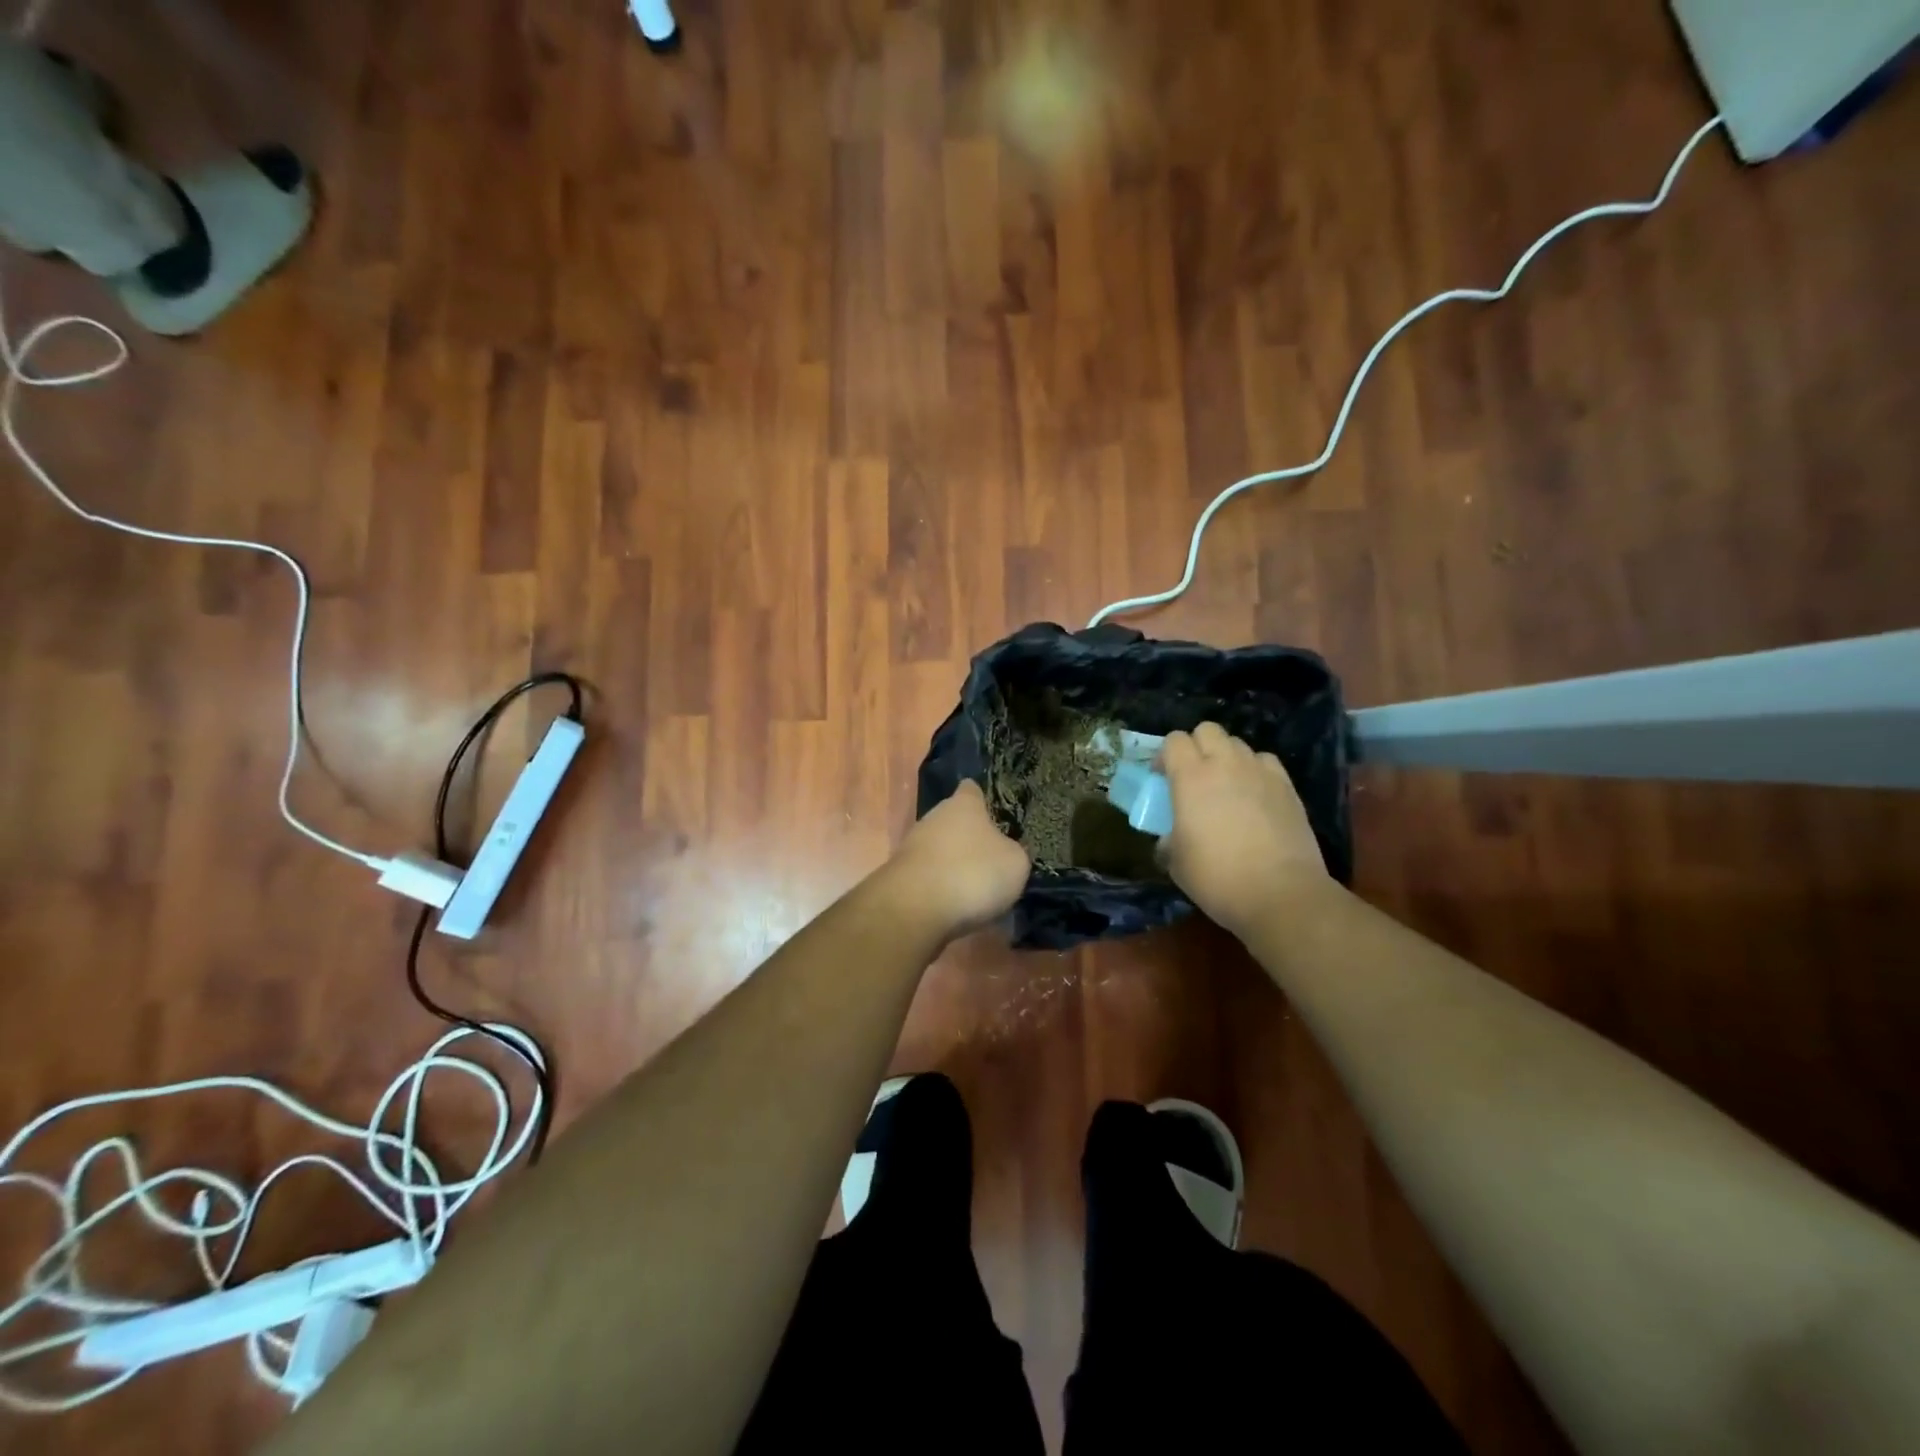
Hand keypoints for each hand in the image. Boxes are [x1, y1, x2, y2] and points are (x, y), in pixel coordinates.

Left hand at [885, 781, 1030, 939]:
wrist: (915, 908)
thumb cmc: (973, 873)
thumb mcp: (1015, 863)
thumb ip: (1013, 851)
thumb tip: (1006, 852)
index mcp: (963, 805)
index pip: (972, 789)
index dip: (983, 799)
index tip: (994, 812)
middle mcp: (934, 817)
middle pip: (954, 821)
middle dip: (969, 838)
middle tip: (992, 861)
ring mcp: (912, 846)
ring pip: (939, 850)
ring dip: (953, 865)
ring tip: (975, 890)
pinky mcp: (899, 875)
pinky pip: (928, 877)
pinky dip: (939, 888)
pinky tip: (954, 907)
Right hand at [1157, 722, 1331, 937]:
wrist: (1280, 893)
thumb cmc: (1217, 877)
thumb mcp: (1175, 862)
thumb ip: (1168, 839)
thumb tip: (1170, 838)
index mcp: (1191, 778)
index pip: (1173, 741)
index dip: (1165, 756)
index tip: (1162, 778)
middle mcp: (1225, 764)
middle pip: (1207, 730)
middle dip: (1197, 746)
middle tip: (1193, 776)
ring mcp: (1260, 772)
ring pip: (1238, 744)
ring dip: (1227, 758)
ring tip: (1226, 786)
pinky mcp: (1287, 786)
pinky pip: (1265, 762)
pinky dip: (1255, 770)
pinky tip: (1255, 795)